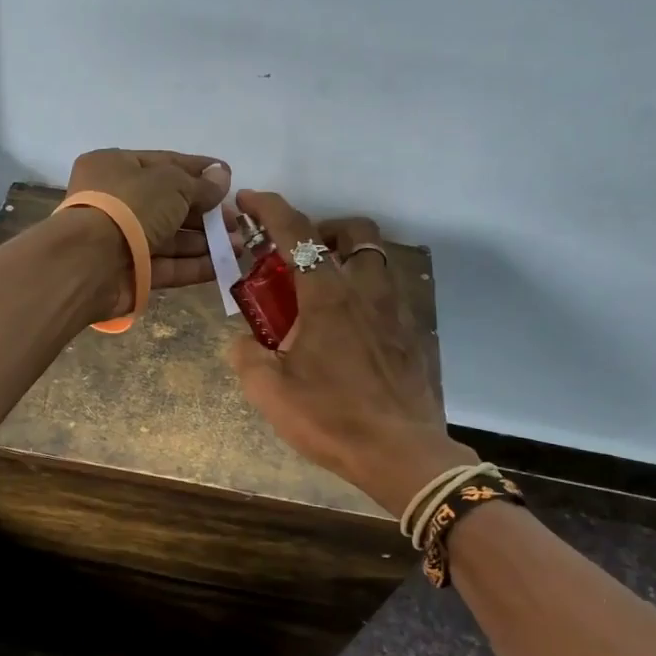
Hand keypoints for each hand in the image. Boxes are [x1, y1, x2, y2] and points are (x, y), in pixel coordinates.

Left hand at [63, 149, 231, 314]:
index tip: (228, 178)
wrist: (90, 262)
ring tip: (240, 245)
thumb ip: (199, 184)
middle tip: (238, 222)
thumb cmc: (129, 206)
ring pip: (170, 238)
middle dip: (206, 213)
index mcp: (115, 168)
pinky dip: (194, 265)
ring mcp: (121, 240)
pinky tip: (223, 266)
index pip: (164, 164)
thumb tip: (222, 177)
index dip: (198, 170)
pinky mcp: (130, 273)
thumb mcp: (170, 184)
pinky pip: (167, 266)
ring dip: (205, 242)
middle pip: (169, 204)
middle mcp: (115, 201)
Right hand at [226, 190, 470, 515]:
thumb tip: (245, 341)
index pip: (296, 232)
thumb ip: (246, 354)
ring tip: (318, 293)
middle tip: (295, 258)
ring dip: (344, 258)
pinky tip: (344, 329)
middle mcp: (366, 290)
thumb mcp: (268, 390)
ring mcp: (394, 310)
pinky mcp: (410, 334)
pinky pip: (385, 293)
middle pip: (352, 232)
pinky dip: (361, 292)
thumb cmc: (331, 417)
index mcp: (327, 295)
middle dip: (320, 230)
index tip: (247, 201)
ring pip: (374, 259)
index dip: (268, 208)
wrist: (400, 454)